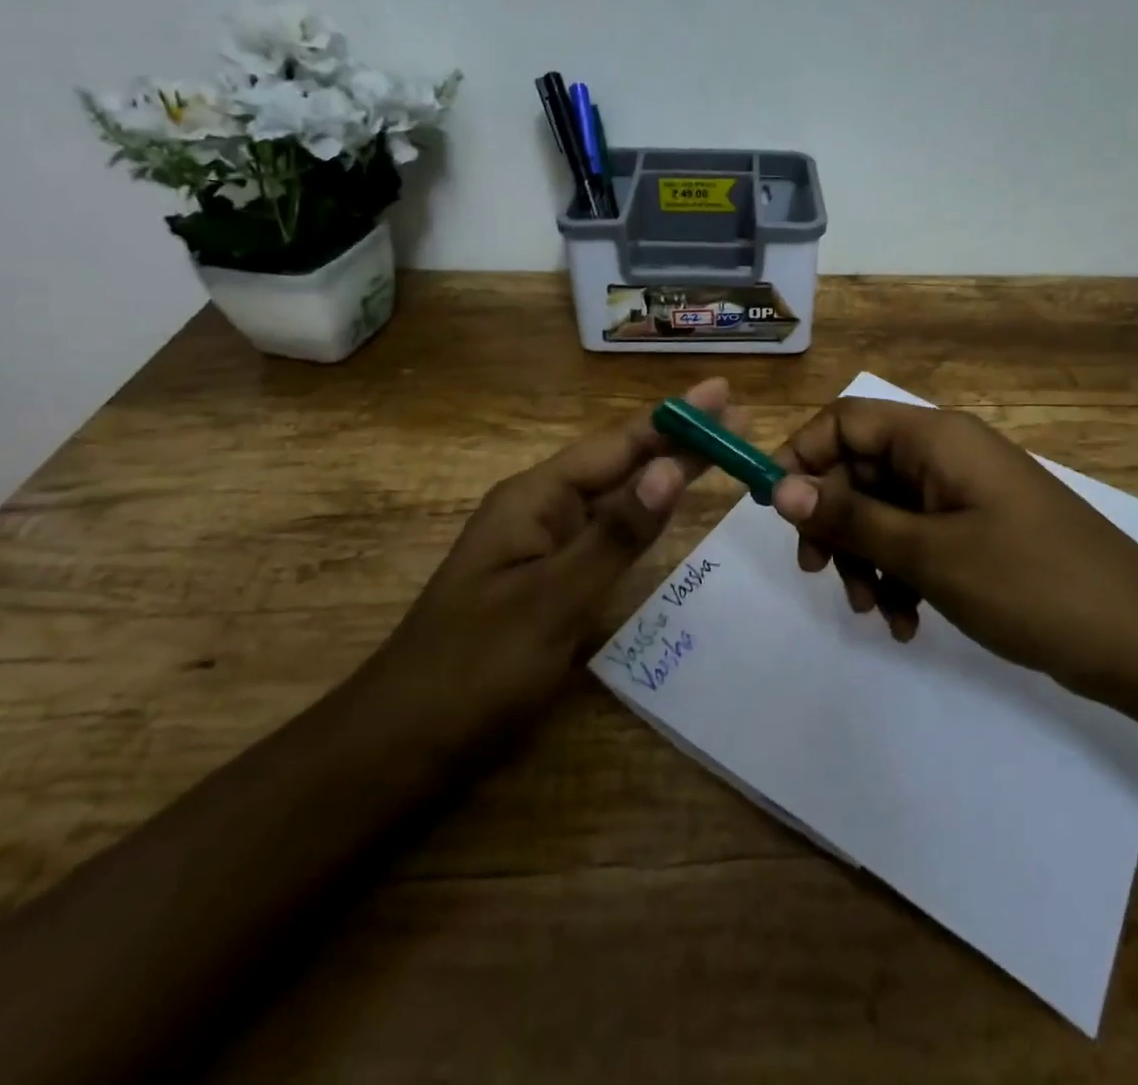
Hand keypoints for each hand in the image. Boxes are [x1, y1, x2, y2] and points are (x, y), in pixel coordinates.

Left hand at [359, 378, 738, 749]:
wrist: (402, 745)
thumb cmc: (475, 668)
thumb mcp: (552, 600)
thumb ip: (616, 533)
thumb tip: (671, 469)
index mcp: (534, 498)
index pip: (617, 445)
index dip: (673, 419)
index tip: (722, 392)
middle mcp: (539, 509)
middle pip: (619, 463)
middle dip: (676, 439)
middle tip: (735, 417)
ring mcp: (542, 545)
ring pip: (614, 496)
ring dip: (663, 471)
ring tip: (715, 450)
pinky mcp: (547, 579)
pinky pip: (605, 531)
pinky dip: (643, 514)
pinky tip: (663, 508)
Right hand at [770, 398, 1137, 697]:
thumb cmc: (1031, 584)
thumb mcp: (928, 554)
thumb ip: (851, 518)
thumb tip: (782, 489)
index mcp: (935, 438)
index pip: (844, 420)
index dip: (804, 457)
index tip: (780, 513)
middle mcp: (946, 454)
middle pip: (860, 469)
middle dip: (835, 522)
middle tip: (819, 574)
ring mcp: (963, 494)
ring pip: (884, 510)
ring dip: (867, 559)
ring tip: (874, 613)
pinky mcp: (977, 530)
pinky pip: (917, 539)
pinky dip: (902, 575)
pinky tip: (907, 623)